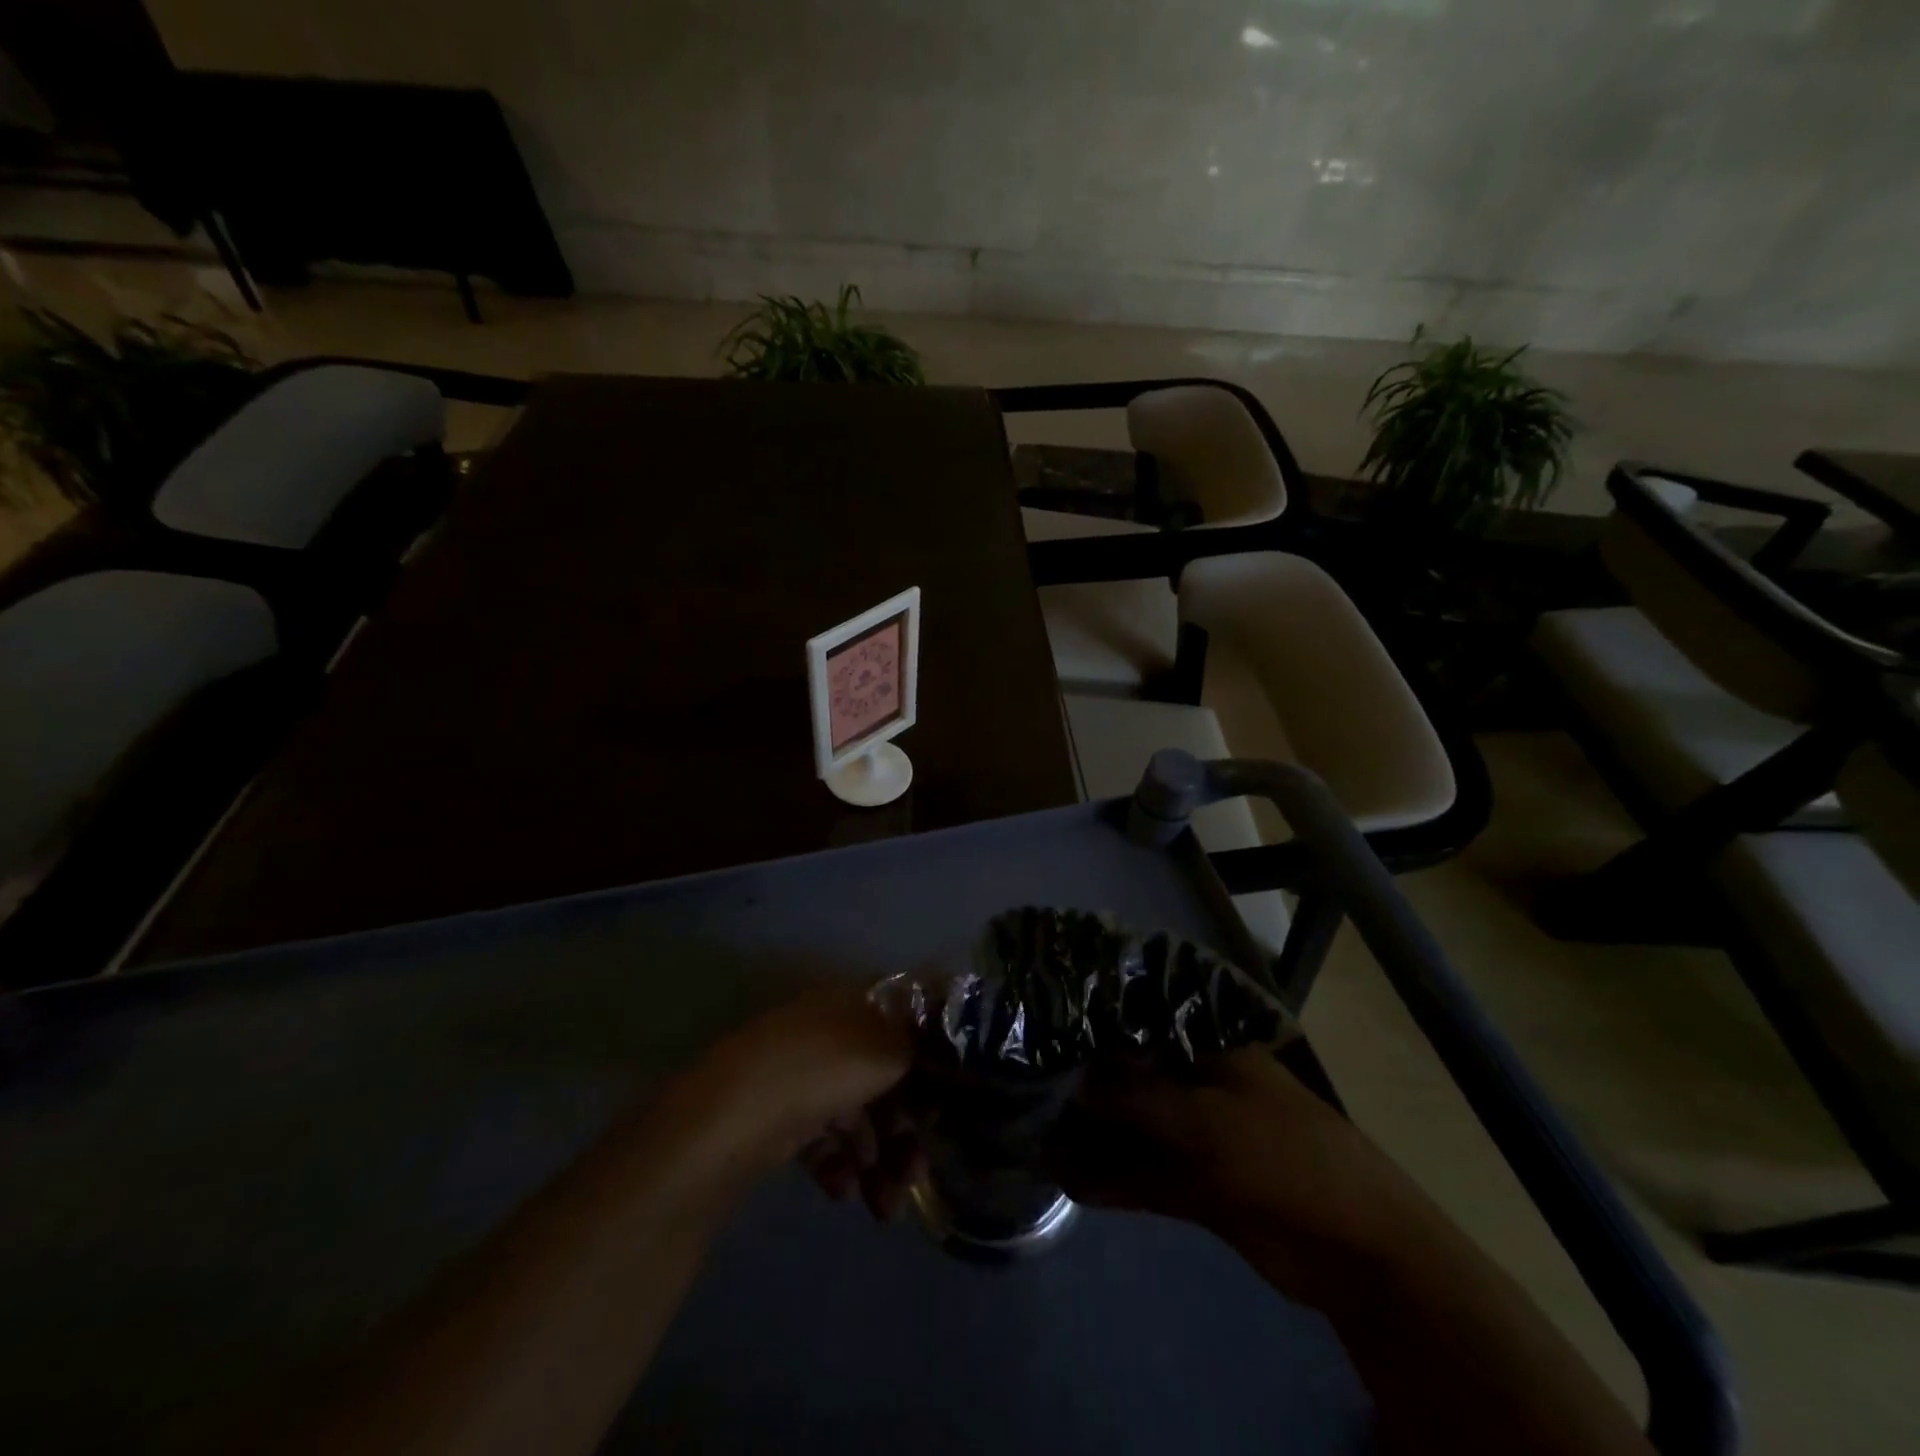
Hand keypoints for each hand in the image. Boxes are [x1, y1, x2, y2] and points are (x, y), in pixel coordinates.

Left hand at [685, 985, 919, 1210]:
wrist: (729, 1118)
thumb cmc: (819, 1070)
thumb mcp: (885, 1049)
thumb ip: (918, 1047)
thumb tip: (940, 1049)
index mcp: (853, 1003)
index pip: (904, 1025)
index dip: (930, 1062)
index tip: (948, 1105)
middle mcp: (829, 1032)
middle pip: (882, 1078)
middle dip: (904, 1131)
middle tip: (917, 1176)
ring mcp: (801, 1074)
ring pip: (854, 1115)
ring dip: (877, 1161)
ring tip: (885, 1209)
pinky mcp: (778, 1115)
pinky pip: (822, 1138)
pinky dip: (838, 1166)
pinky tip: (843, 1193)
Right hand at [1046, 1049, 1428, 1299]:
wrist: (1353, 1248)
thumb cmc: (1280, 1153)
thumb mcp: (1201, 1117)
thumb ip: (1133, 1097)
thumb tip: (1074, 1081)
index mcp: (1209, 1050)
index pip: (1141, 1026)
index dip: (1095, 1028)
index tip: (1046, 1030)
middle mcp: (1199, 1084)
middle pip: (1131, 1079)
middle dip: (1084, 1088)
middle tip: (1027, 1089)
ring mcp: (1198, 1136)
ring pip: (1134, 1130)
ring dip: (1092, 1138)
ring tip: (1036, 1140)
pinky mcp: (1197, 1185)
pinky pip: (1144, 1176)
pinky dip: (1111, 1180)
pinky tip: (1070, 1181)